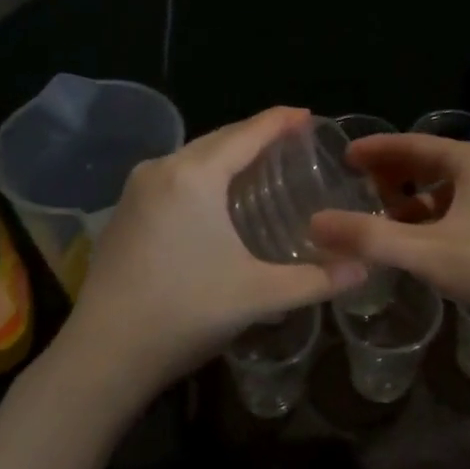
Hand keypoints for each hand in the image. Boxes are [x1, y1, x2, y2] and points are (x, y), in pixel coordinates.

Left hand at [62, 107, 367, 390]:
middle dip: (255, 135)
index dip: (280, 121)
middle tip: (293, 142)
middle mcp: (162, 169)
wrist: (105, 353)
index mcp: (194, 176)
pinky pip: (172, 177)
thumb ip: (317, 280)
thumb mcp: (259, 295)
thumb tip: (365, 268)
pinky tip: (216, 199)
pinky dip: (202, 175)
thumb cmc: (186, 312)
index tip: (309, 115)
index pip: (247, 133)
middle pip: (218, 140)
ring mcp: (136, 190)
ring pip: (192, 157)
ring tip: (261, 166)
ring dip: (227, 156)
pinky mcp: (123, 213)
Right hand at [308, 133, 469, 359]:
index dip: (373, 150)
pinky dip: (432, 225)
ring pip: (444, 193)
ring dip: (410, 205)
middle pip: (427, 165)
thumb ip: (370, 239)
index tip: (340, 157)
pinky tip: (418, 250)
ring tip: (377, 225)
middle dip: (390, 177)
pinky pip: (459, 215)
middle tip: (352, 192)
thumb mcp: (430, 254)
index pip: (409, 143)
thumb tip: (313, 223)